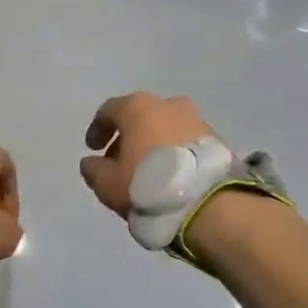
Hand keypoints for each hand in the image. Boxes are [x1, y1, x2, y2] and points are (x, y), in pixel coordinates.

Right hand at [78, 93, 214, 217]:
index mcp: (138, 107)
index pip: (109, 110)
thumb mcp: (107, 183)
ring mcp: (196, 119)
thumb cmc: (147, 184)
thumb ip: (93, 169)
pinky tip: (170, 176)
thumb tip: (91, 163)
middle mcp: (168, 105)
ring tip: (147, 172)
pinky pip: (186, 141)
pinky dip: (174, 153)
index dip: (97, 129)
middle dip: (128, 137)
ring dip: (152, 144)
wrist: (207, 201)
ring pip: (165, 128)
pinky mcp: (216, 139)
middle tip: (120, 162)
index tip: (93, 148)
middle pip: (140, 117)